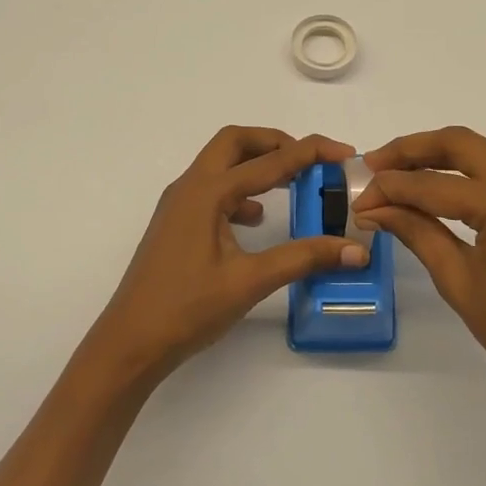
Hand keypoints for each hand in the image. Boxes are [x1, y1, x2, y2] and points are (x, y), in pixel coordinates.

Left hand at [79, 126, 366, 380]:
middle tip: (310, 160)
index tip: (344, 153)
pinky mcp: (176, 224)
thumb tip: (355, 251)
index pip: (268, 161)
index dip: (310, 152)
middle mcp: (189, 188)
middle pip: (235, 143)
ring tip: (292, 184)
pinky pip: (213, 190)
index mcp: (207, 193)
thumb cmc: (187, 309)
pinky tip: (256, 219)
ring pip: (221, 164)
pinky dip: (240, 191)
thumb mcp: (250, 281)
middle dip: (276, 142)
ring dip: (256, 164)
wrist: (130, 343)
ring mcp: (179, 205)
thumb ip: (303, 259)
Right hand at [351, 127, 485, 387]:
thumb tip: (371, 207)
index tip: (359, 196)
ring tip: (392, 173)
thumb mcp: (455, 278)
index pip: (436, 184)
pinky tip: (429, 184)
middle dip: (411, 150)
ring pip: (477, 151)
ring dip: (433, 157)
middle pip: (460, 144)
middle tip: (372, 165)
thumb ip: (414, 230)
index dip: (392, 187)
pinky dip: (459, 172)